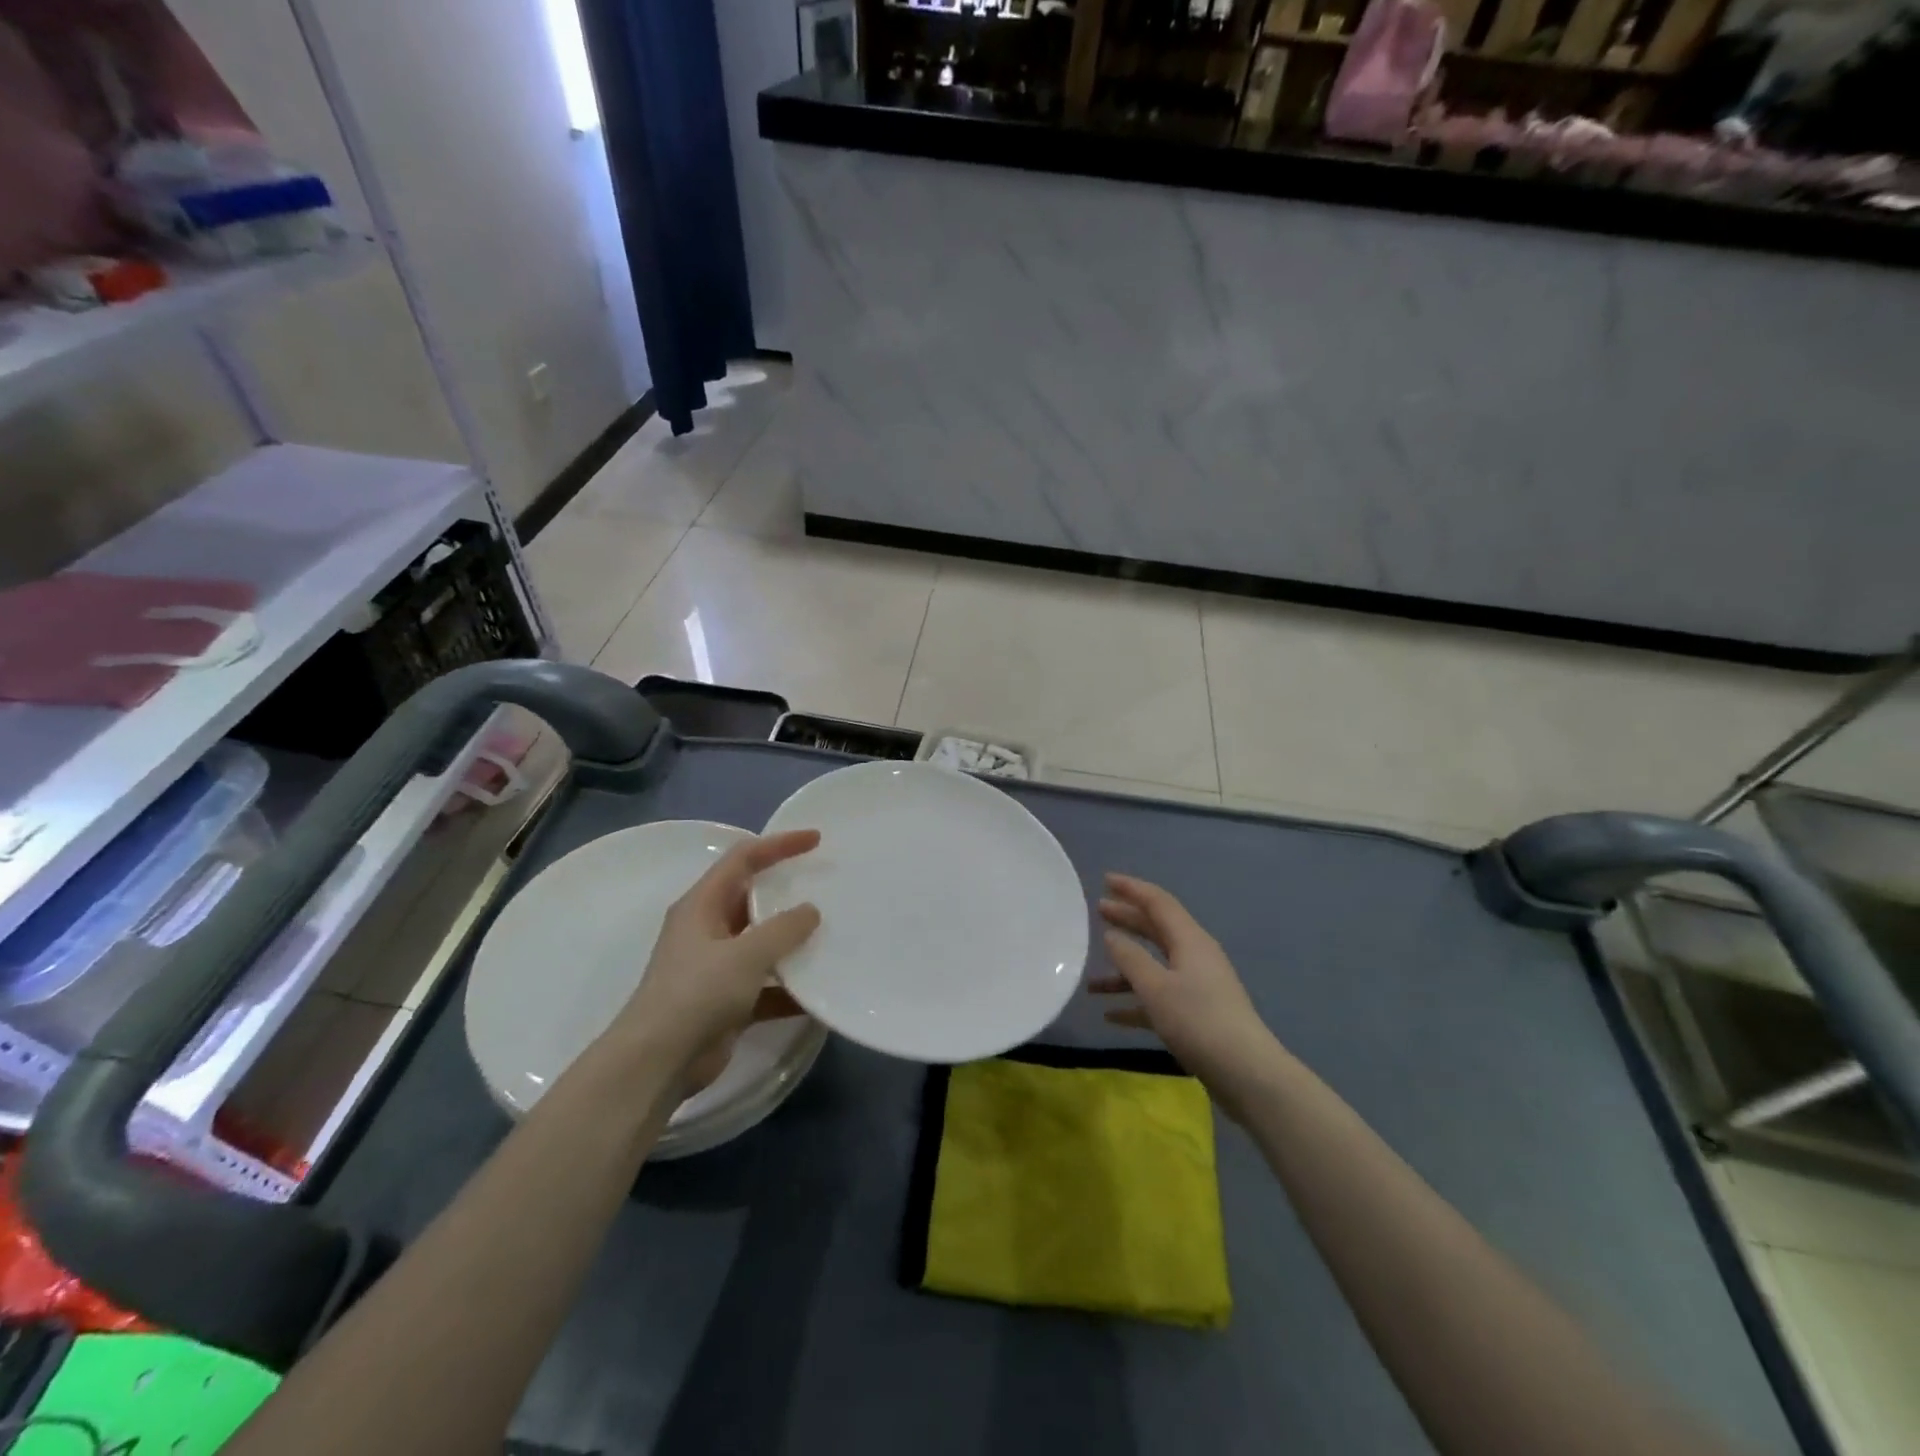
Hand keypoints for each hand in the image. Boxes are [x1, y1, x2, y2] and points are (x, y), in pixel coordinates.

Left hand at [614, 830, 821, 1096]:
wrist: (658, 1063)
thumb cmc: (696, 994)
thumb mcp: (746, 954)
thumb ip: (783, 929)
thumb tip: (811, 911)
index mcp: (702, 905)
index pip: (743, 859)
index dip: (779, 844)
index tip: (815, 840)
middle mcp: (707, 930)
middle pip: (753, 899)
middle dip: (788, 892)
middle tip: (827, 884)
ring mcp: (716, 968)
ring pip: (762, 944)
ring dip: (792, 943)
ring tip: (833, 935)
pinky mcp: (726, 1002)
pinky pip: (765, 985)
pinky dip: (789, 988)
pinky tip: (819, 994)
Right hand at [1091, 873, 1284, 1118]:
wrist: (1246, 1073)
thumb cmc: (1198, 1021)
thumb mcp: (1156, 987)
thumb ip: (1130, 958)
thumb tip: (1112, 935)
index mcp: (1189, 940)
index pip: (1158, 902)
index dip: (1131, 889)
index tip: (1105, 880)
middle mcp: (1195, 956)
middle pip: (1156, 929)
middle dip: (1127, 920)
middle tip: (1097, 911)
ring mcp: (1198, 986)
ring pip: (1155, 966)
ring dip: (1125, 970)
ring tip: (1091, 980)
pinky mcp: (1197, 1014)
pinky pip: (1160, 998)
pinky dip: (1136, 1001)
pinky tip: (1111, 1015)